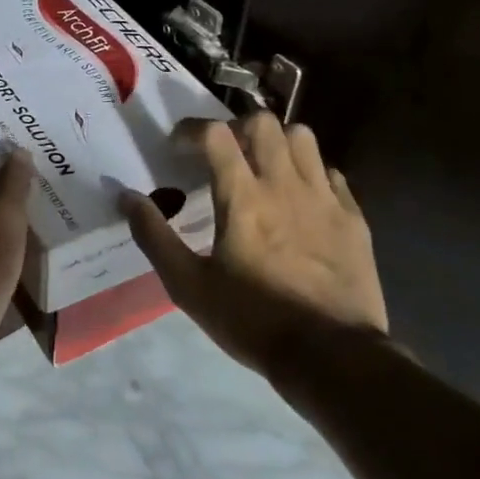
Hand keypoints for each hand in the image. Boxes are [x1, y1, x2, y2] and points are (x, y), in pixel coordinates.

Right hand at [124, 114, 387, 377]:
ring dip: (276, 141)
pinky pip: (330, 172)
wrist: (332, 356)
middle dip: (235, 127)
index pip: (215, 134)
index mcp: (243, 197)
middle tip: (221, 153)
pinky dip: (309, 172)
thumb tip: (126, 197)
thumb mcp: (188, 286)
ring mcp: (325, 198)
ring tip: (262, 166)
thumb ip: (154, 237)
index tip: (178, 146)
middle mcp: (285, 185)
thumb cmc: (252, 320)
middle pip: (262, 122)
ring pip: (301, 138)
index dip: (191, 129)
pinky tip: (299, 197)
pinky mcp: (353, 217)